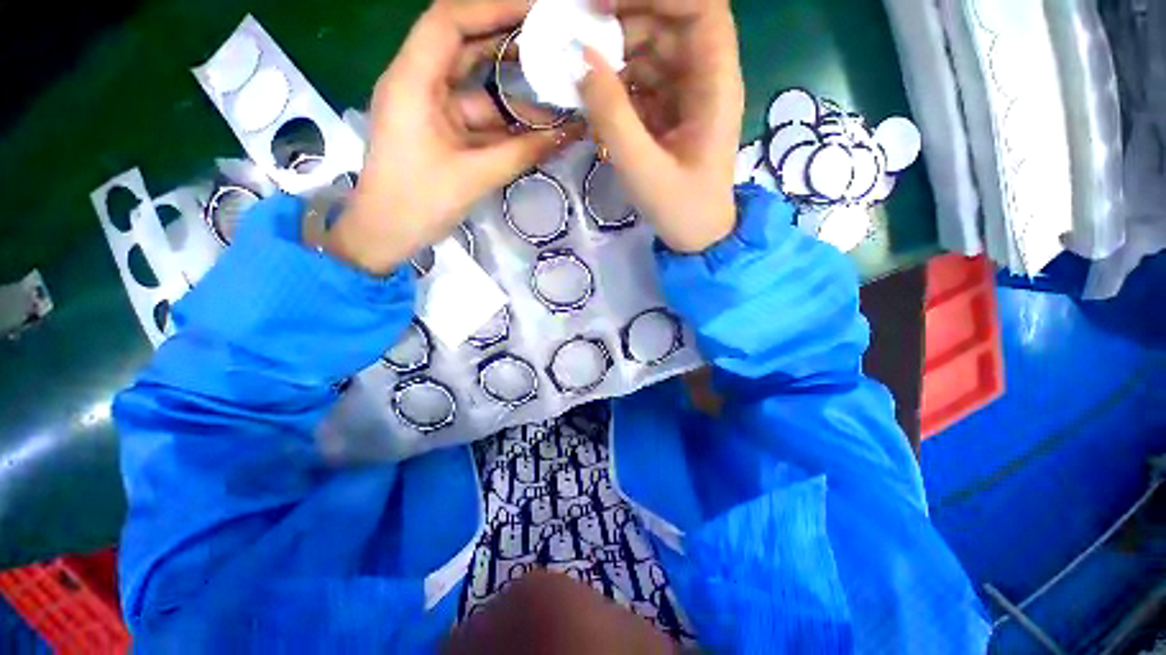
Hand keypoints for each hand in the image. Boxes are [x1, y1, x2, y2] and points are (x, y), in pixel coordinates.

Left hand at [327, 0, 582, 273]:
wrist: (387, 233)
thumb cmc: (418, 203)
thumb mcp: (475, 176)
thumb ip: (523, 152)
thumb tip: (569, 134)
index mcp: (412, 82)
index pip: (449, 22)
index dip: (492, 8)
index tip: (536, 12)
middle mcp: (420, 85)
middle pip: (466, 49)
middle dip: (510, 47)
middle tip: (554, 47)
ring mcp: (432, 110)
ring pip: (478, 91)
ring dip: (514, 98)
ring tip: (557, 98)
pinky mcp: (442, 132)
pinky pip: (479, 121)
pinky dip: (506, 126)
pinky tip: (536, 132)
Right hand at [579, 0, 743, 252]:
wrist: (697, 238)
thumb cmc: (681, 209)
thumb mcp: (644, 169)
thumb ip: (613, 116)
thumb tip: (583, 61)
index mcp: (716, 85)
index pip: (700, 9)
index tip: (604, 6)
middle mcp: (706, 80)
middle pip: (670, 24)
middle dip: (626, 23)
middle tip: (581, 41)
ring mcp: (688, 97)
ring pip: (654, 52)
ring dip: (617, 56)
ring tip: (582, 76)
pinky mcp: (671, 115)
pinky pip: (644, 83)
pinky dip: (618, 85)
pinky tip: (597, 100)